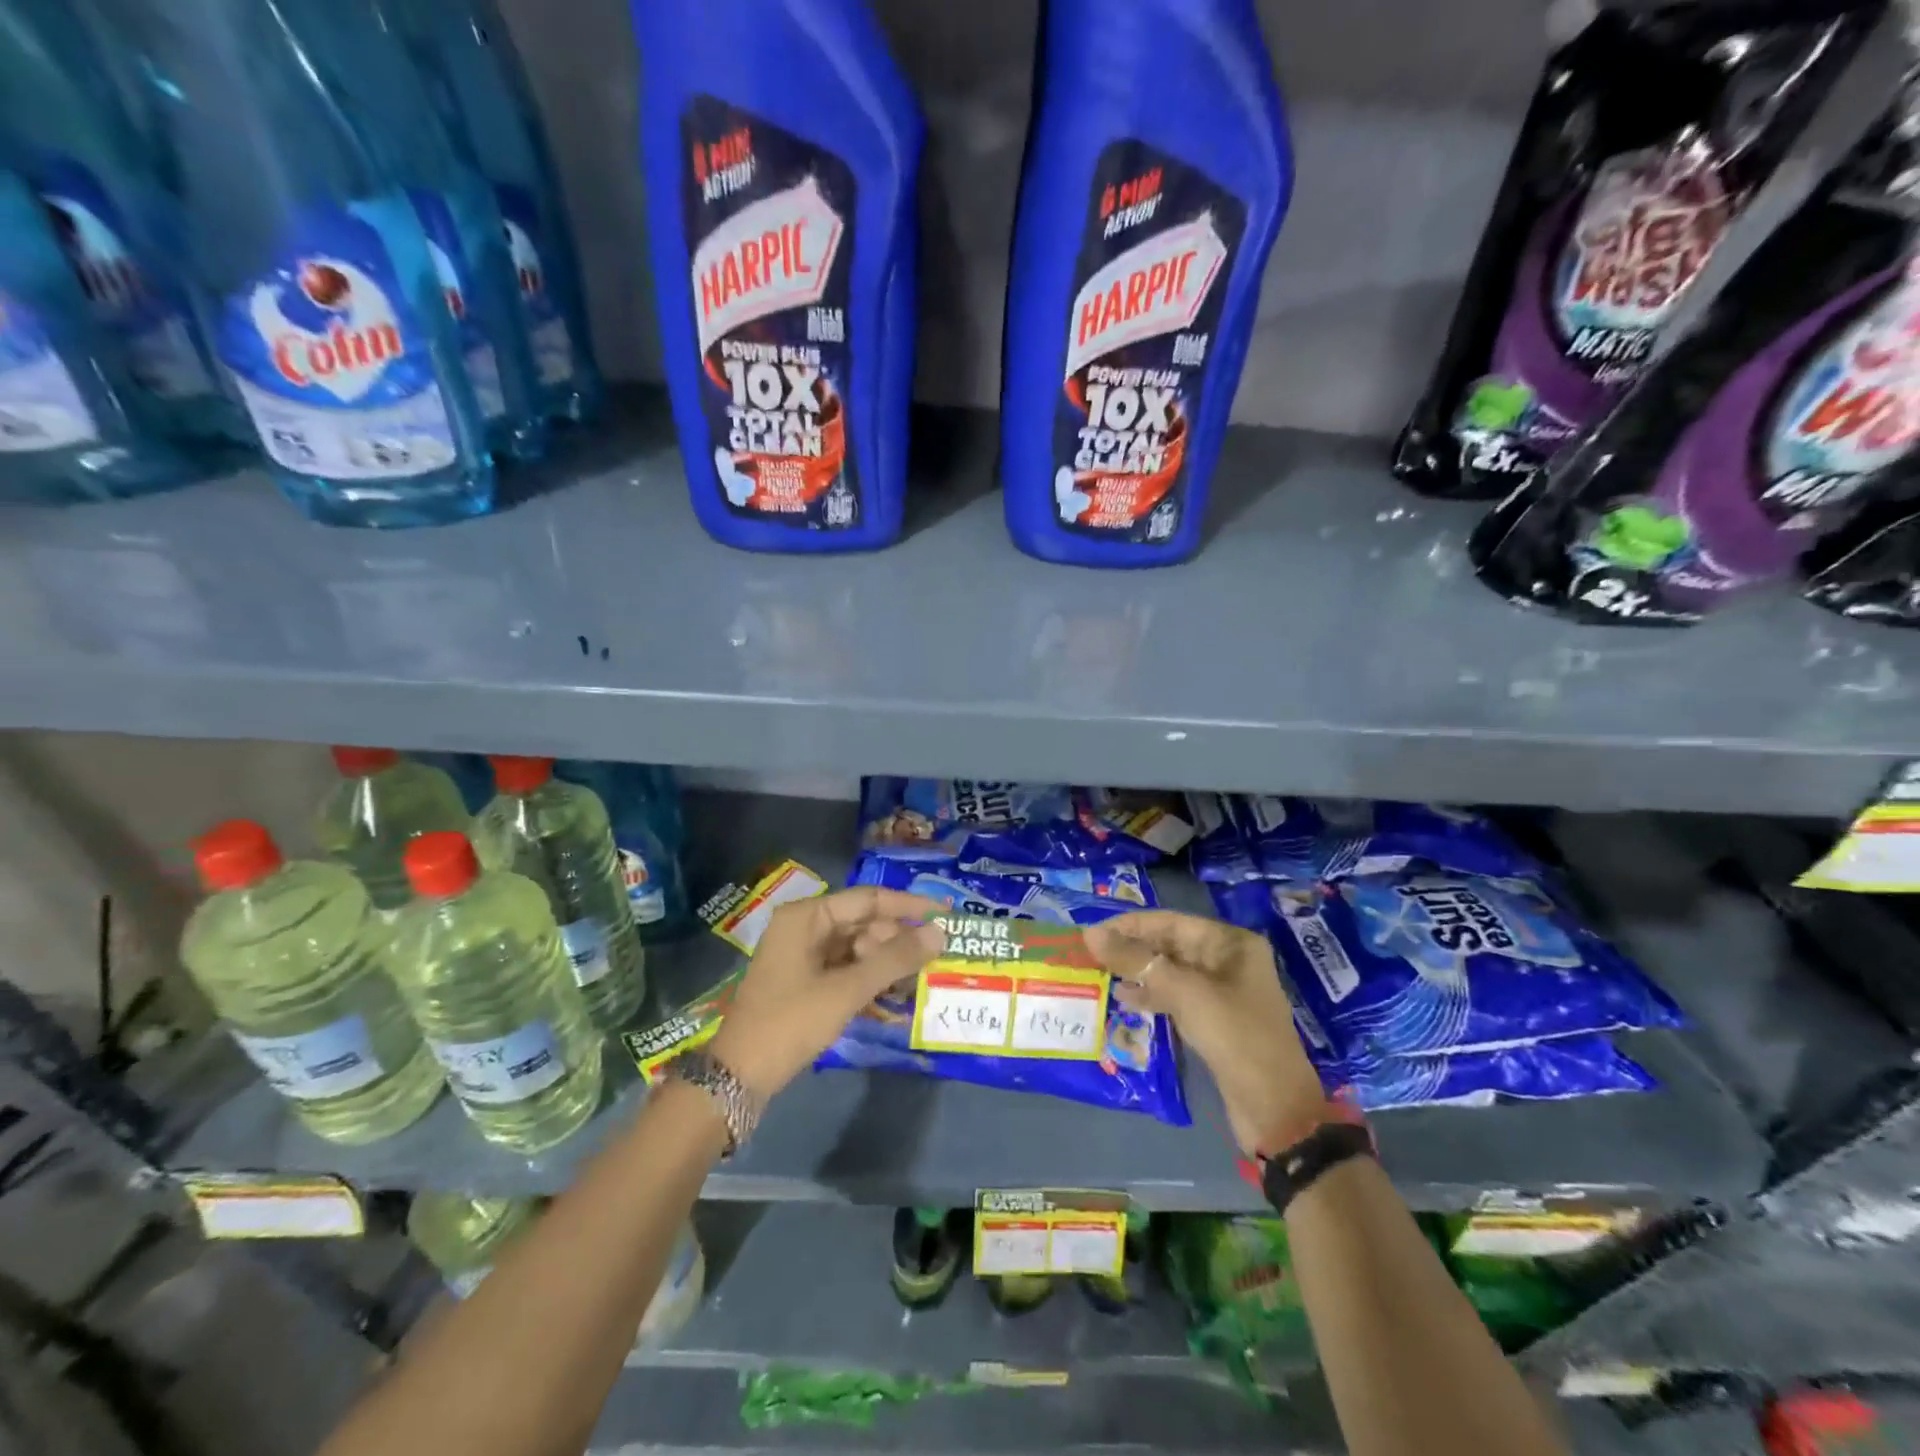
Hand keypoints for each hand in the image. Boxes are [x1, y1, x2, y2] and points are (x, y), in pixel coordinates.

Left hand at [707, 887, 945, 1100]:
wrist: (737, 1077)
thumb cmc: (790, 1022)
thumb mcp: (847, 990)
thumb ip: (895, 959)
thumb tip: (941, 934)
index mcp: (807, 916)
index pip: (868, 899)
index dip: (908, 906)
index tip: (945, 915)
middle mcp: (803, 927)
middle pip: (863, 922)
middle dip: (897, 939)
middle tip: (933, 958)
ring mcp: (801, 955)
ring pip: (856, 947)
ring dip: (885, 961)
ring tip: (917, 979)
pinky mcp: (803, 982)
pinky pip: (845, 968)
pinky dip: (868, 978)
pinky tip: (893, 993)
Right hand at [1085, 911, 1326, 1156]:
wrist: (1275, 1109)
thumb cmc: (1235, 1037)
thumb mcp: (1184, 993)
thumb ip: (1136, 961)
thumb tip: (1090, 934)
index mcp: (1231, 943)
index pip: (1171, 921)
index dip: (1130, 925)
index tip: (1092, 933)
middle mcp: (1228, 960)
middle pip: (1170, 944)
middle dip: (1132, 948)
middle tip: (1090, 955)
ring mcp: (1222, 992)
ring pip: (1170, 971)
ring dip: (1137, 972)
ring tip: (1101, 974)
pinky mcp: (1214, 1020)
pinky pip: (1175, 996)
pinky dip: (1150, 995)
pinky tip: (1124, 998)